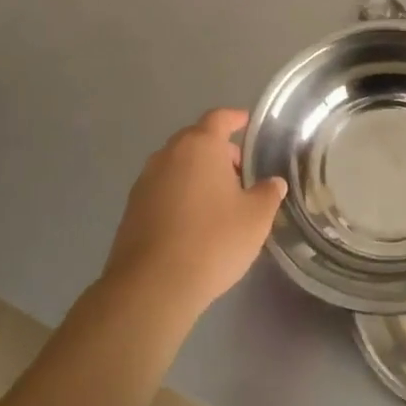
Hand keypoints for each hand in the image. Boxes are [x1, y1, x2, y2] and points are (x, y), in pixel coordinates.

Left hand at [102, 110, 286, 324]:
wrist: (152, 286)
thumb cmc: (213, 240)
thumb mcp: (256, 217)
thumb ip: (268, 193)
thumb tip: (273, 183)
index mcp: (199, 146)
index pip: (219, 118)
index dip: (235, 118)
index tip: (248, 123)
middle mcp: (168, 156)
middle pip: (195, 140)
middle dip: (218, 150)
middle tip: (241, 171)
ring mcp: (145, 182)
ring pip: (177, 166)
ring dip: (198, 173)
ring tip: (220, 199)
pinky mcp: (132, 210)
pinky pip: (163, 189)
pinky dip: (181, 194)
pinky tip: (195, 220)